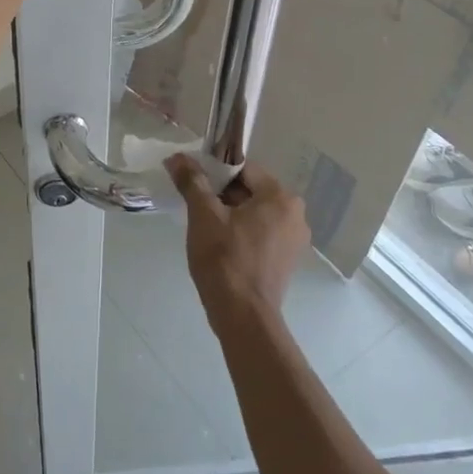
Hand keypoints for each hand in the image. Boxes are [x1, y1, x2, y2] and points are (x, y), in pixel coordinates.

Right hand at [166, 156, 310, 325]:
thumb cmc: (224, 259)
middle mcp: (295, 214)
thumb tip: (176, 157)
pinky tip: (223, 247)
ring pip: (256, 213)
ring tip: (206, 229)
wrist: (243, 316)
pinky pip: (262, 234)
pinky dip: (243, 233)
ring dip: (231, 215)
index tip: (194, 185)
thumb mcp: (203, 215)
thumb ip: (192, 181)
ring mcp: (295, 239)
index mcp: (281, 197)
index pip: (244, 169)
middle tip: (197, 208)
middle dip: (222, 195)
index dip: (215, 173)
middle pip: (251, 191)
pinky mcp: (287, 260)